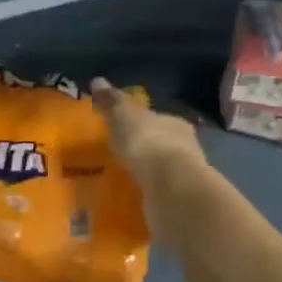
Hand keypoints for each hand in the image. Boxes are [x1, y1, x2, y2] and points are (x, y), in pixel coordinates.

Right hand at [90, 78, 205, 189]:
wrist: (170, 187)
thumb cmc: (146, 142)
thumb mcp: (122, 116)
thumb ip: (111, 102)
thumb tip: (97, 81)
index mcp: (174, 123)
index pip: (156, 119)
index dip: (139, 123)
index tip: (122, 130)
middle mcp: (184, 147)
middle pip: (160, 144)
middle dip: (142, 150)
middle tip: (117, 157)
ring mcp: (183, 176)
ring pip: (160, 171)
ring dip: (144, 174)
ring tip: (119, 180)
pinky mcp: (179, 201)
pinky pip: (157, 194)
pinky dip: (145, 194)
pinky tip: (129, 199)